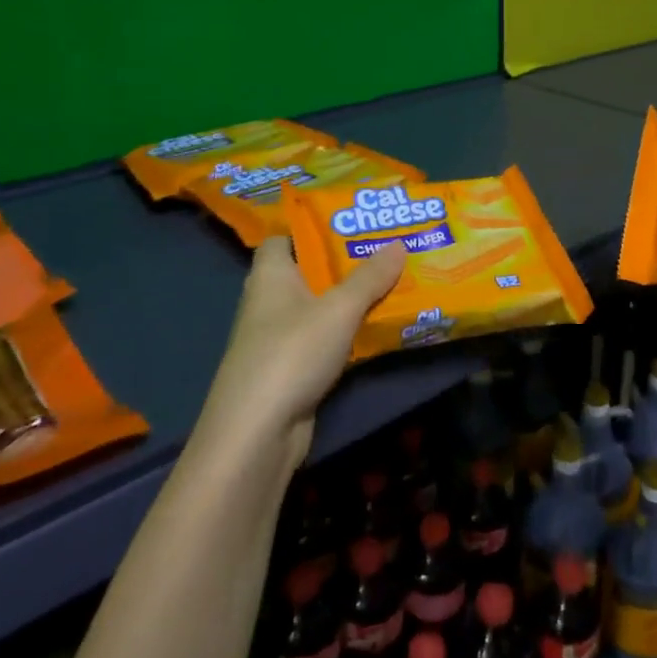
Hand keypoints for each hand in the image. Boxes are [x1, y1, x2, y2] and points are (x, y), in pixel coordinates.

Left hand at [196, 237, 406, 465]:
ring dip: (349, 300)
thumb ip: (370, 277)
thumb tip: (398, 244)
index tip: (351, 226)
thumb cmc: (292, 353)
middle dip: (344, 264)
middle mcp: (268, 301)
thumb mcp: (339, 309)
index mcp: (270, 275)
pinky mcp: (289, 369)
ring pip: (318, 308)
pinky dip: (346, 333)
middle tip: (386, 252)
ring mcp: (276, 338)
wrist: (258, 431)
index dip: (311, 230)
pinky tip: (376, 329)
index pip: (282, 239)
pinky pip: (322, 339)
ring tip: (392, 284)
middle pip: (306, 272)